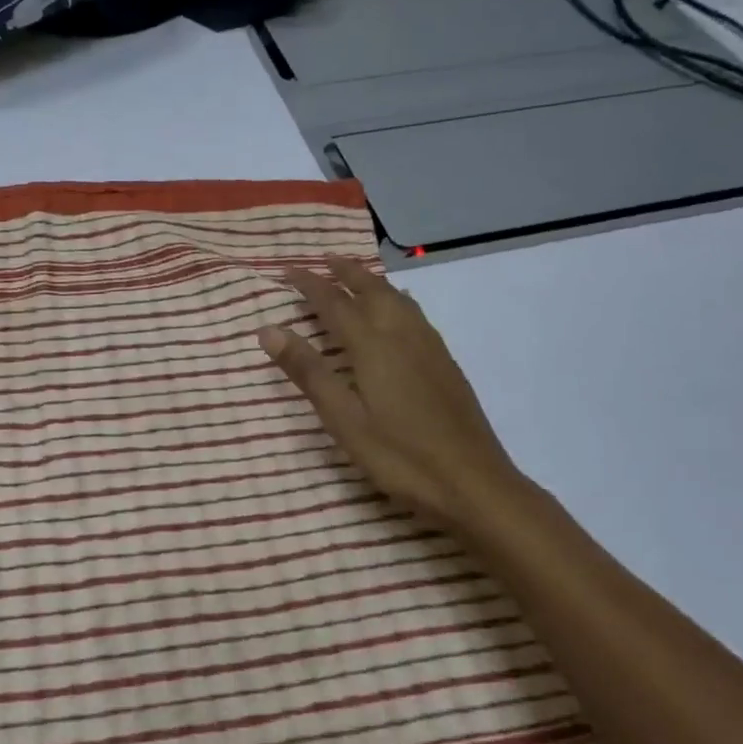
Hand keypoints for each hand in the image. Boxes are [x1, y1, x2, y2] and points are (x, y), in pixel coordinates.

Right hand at [258, 257, 534, 540]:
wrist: (474, 483)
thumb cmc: (400, 456)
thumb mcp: (344, 419)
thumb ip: (308, 372)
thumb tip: (269, 330)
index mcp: (373, 346)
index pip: (334, 303)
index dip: (309, 285)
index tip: (287, 270)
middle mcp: (403, 335)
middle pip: (371, 290)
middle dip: (345, 273)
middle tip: (323, 260)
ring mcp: (430, 347)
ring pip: (397, 299)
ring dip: (372, 282)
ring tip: (356, 276)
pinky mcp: (445, 363)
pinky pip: (414, 313)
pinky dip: (395, 299)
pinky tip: (398, 311)